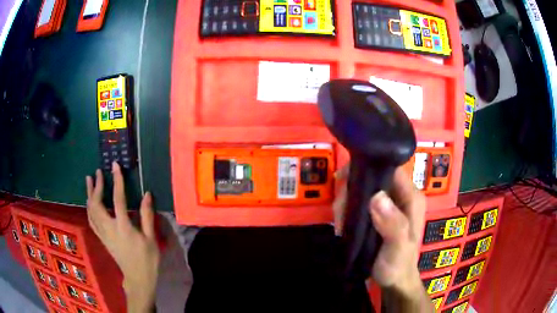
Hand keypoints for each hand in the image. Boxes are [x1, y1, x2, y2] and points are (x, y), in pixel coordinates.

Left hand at [86, 162, 159, 312]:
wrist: (138, 278)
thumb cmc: (147, 260)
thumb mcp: (151, 238)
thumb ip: (147, 215)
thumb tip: (147, 194)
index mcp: (123, 227)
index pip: (117, 199)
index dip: (116, 181)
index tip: (114, 166)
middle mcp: (109, 228)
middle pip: (97, 203)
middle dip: (96, 186)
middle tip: (97, 172)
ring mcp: (103, 234)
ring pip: (91, 211)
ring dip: (89, 194)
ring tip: (89, 181)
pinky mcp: (102, 238)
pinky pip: (91, 219)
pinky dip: (89, 207)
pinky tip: (90, 202)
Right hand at [334, 165, 431, 310]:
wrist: (394, 280)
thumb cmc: (398, 264)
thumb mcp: (398, 247)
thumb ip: (393, 224)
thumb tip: (377, 197)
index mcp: (411, 196)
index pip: (390, 168)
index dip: (367, 168)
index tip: (344, 179)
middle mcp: (400, 195)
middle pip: (372, 177)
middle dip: (352, 190)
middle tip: (340, 212)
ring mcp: (388, 204)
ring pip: (363, 190)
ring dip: (347, 203)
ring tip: (342, 224)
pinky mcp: (378, 213)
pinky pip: (359, 202)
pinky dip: (348, 211)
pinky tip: (344, 225)